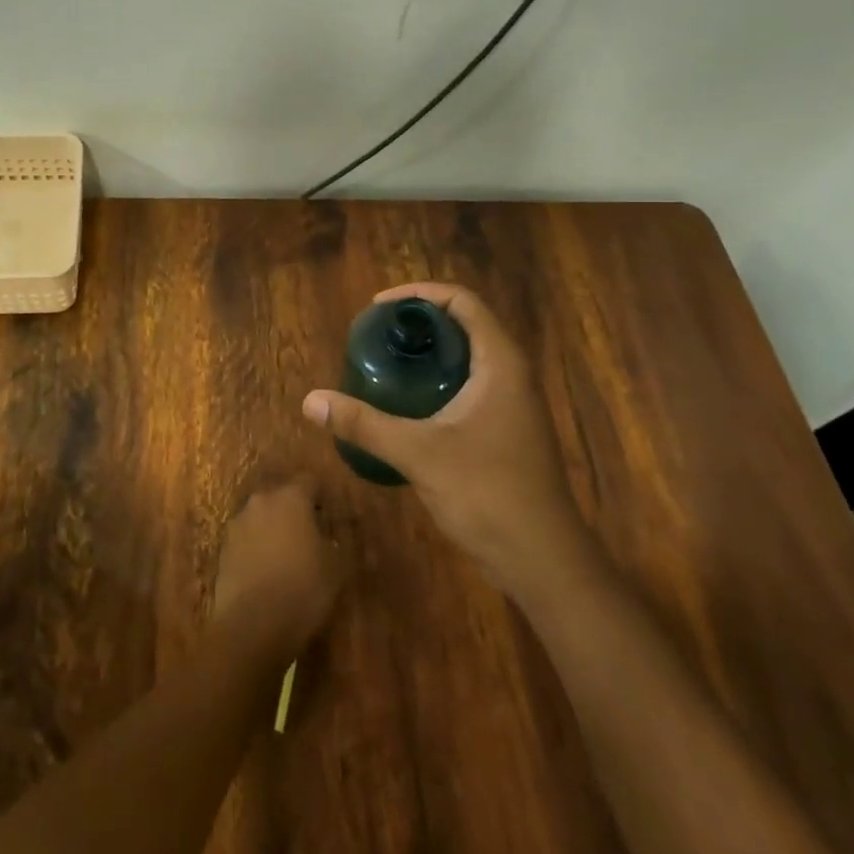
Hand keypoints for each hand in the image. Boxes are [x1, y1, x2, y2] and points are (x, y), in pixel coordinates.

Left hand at [211, 479, 344, 657]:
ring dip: (271, 528)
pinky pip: (245, 539)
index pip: (309, 481)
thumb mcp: (335, 567)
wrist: (252, 625)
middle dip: (293, 511)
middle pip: (280, 497)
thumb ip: (331, 542)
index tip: (327, 513)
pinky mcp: (223, 548)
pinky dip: (255, 548)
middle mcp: (261, 501)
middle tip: (307, 535)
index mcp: (291, 498)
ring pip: (260, 517)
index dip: (319, 496)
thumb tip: (324, 537)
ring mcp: (237, 524)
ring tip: (284, 556)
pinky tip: (264, 571)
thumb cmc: (302, 589)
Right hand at [302, 283, 588, 597]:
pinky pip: (470, 386)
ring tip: (386, 361)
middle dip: (420, 322)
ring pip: (468, 358)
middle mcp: (512, 374)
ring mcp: (513, 404)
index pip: (463, 302)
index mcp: (500, 363)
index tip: (380, 307)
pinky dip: (438, 380)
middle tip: (377, 334)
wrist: (542, 560)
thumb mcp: (419, 453)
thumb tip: (311, 401)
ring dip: (430, 352)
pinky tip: (407, 404)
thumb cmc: (487, 493)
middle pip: (465, 325)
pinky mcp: (507, 430)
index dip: (420, 294)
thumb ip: (364, 424)